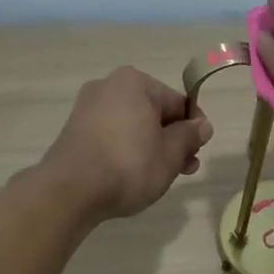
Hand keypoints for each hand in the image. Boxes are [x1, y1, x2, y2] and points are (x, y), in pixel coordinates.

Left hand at [40, 67, 212, 221]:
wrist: (71, 190)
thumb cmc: (129, 166)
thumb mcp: (171, 154)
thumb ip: (190, 136)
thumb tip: (202, 126)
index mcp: (135, 83)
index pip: (178, 103)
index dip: (194, 129)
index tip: (198, 153)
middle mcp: (109, 86)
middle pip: (154, 113)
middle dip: (172, 140)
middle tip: (184, 170)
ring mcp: (88, 108)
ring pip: (133, 126)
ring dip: (151, 147)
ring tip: (160, 177)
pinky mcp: (74, 130)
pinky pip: (112, 136)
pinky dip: (127, 151)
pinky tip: (132, 174)